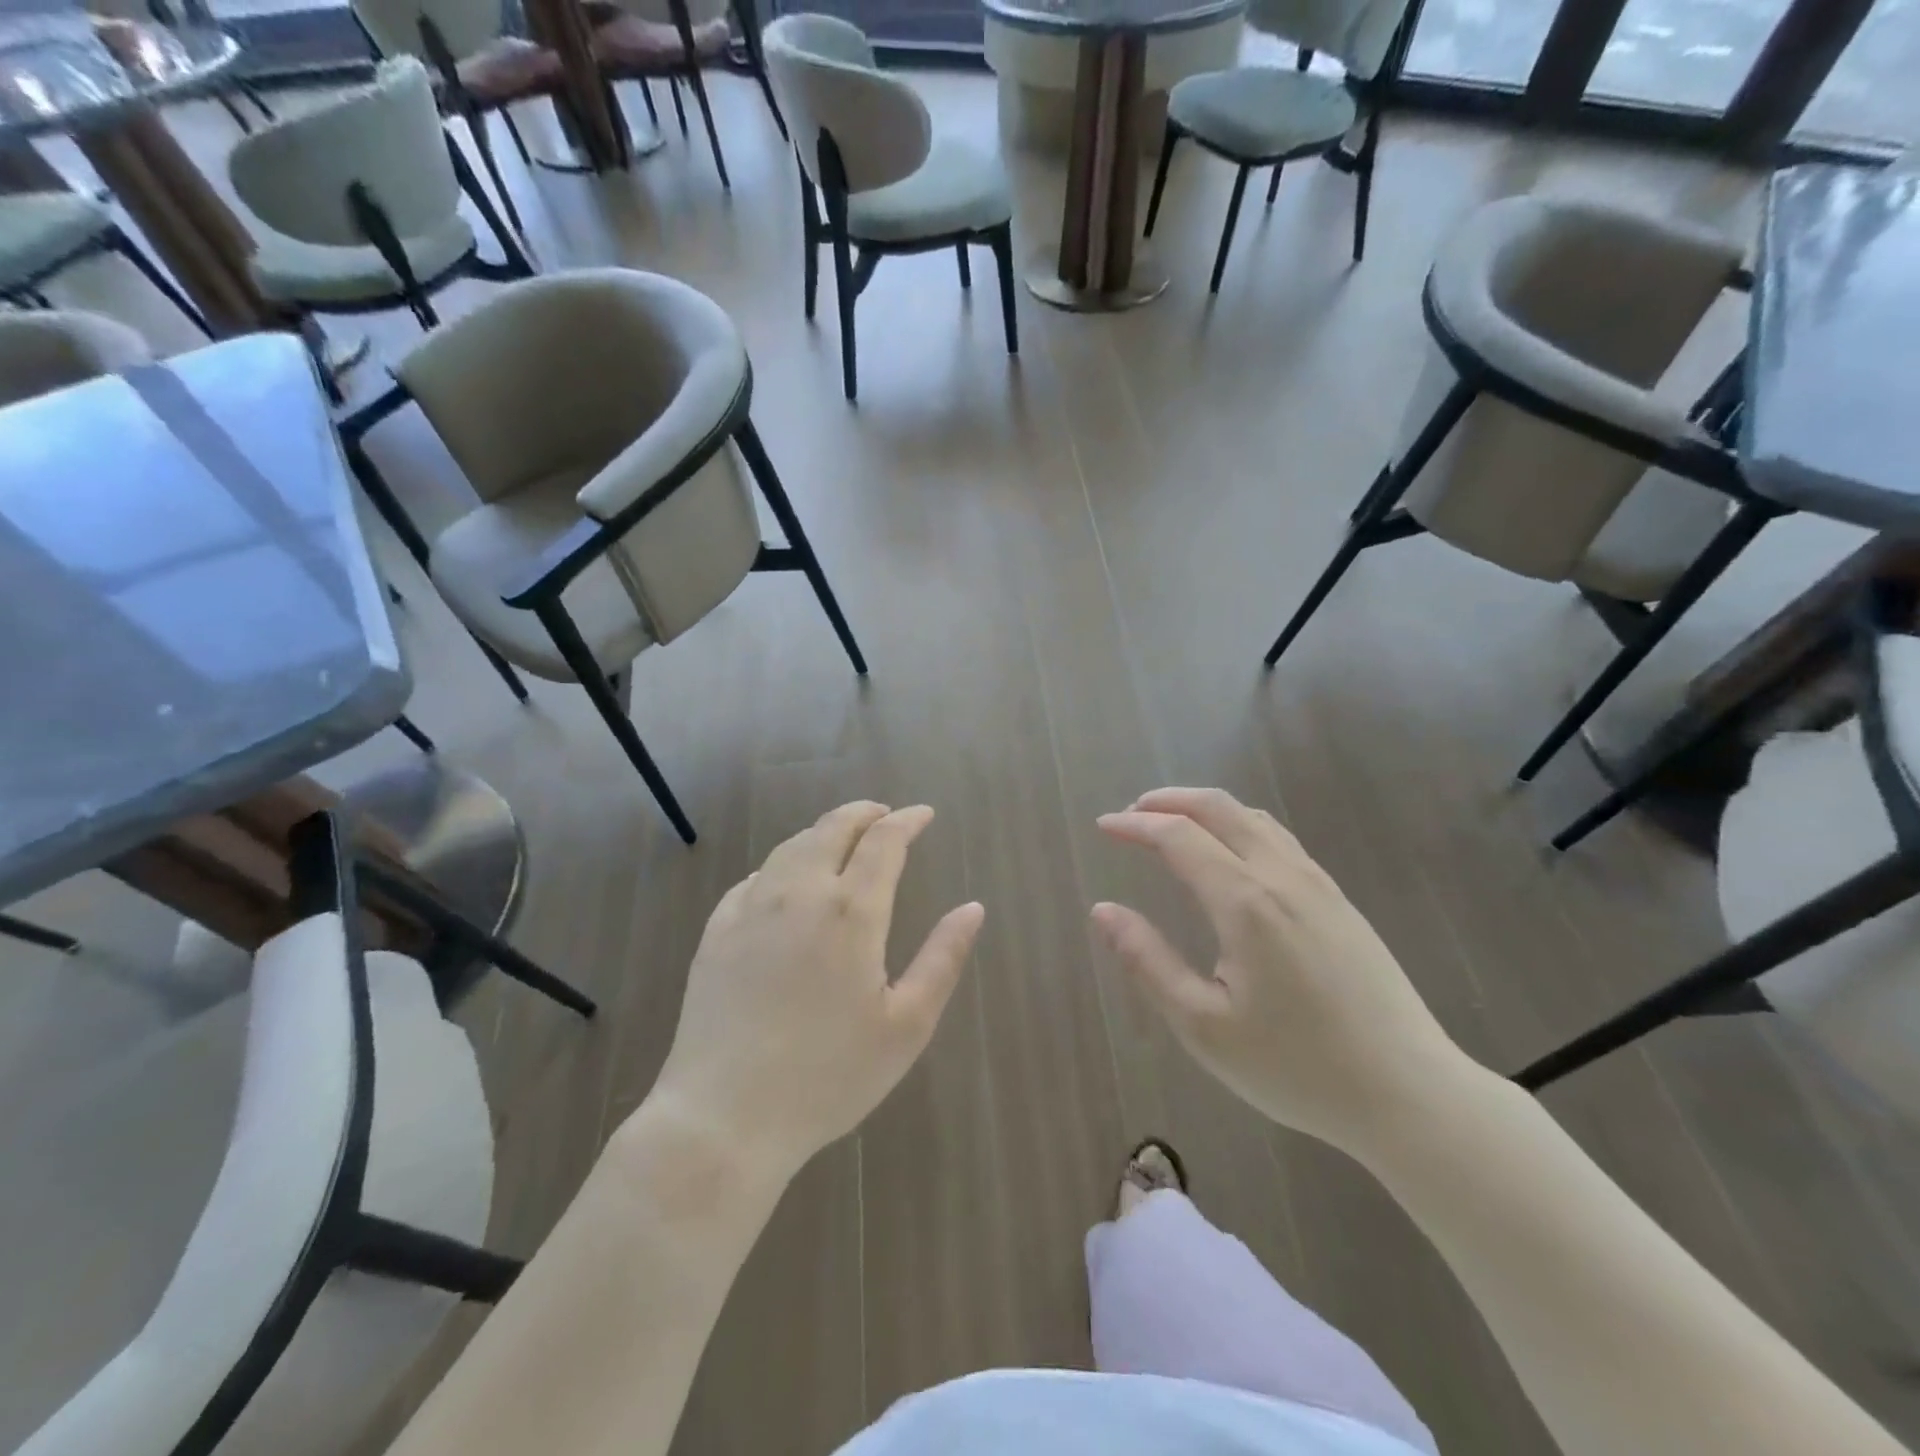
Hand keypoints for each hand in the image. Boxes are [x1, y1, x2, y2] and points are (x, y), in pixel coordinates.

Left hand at [649, 802, 984, 1178]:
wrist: (724, 1117)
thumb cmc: (828, 1077)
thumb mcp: (905, 1026)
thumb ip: (942, 959)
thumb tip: (973, 908)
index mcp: (851, 912)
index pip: (883, 842)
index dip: (907, 821)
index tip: (924, 815)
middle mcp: (799, 894)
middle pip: (832, 828)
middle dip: (864, 813)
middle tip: (885, 816)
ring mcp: (750, 909)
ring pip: (791, 847)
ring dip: (823, 832)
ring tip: (842, 840)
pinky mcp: (715, 932)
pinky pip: (754, 879)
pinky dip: (782, 865)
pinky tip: (785, 881)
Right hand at [1091, 788, 1470, 1153]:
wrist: (1410, 1094)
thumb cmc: (1296, 1067)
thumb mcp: (1203, 1027)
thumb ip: (1148, 961)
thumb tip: (1103, 910)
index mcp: (1246, 904)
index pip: (1180, 836)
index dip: (1136, 825)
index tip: (1103, 826)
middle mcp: (1282, 877)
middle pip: (1219, 808)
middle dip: (1168, 801)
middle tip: (1131, 815)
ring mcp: (1318, 885)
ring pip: (1253, 818)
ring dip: (1205, 809)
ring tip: (1171, 825)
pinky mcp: (1339, 900)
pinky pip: (1279, 838)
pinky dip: (1238, 825)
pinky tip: (1229, 854)